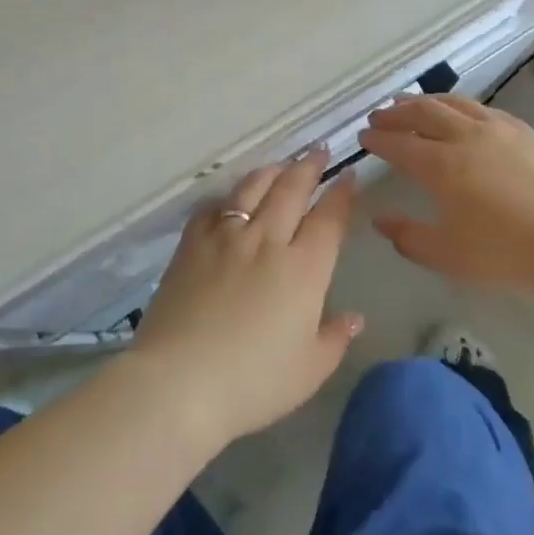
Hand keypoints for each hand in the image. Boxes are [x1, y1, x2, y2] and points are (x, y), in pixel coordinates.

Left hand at [127, 152, 362, 448]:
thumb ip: (335, 339)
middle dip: (309, 167)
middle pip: (292, 189)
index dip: (342, 194)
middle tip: (319, 151)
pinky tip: (231, 199)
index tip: (348, 175)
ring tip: (282, 164)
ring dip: (272, 171)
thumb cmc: (253, 382)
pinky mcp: (191, 245)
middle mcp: (267, 240)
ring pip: (253, 188)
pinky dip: (227, 198)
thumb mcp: (308, 370)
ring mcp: (226, 237)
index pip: (329, 219)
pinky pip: (213, 208)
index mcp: (304, 269)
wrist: (179, 383)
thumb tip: (354, 317)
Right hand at [359, 95, 533, 298]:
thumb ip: (408, 237)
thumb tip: (380, 220)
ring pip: (452, 103)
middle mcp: (465, 137)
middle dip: (395, 113)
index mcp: (441, 166)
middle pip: (422, 113)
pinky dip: (458, 105)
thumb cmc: (509, 256)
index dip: (378, 140)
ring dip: (425, 101)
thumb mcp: (448, 256)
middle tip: (379, 116)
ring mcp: (498, 129)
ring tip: (410, 104)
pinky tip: (459, 113)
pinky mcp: (525, 131)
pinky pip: (481, 108)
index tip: (363, 138)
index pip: (399, 145)